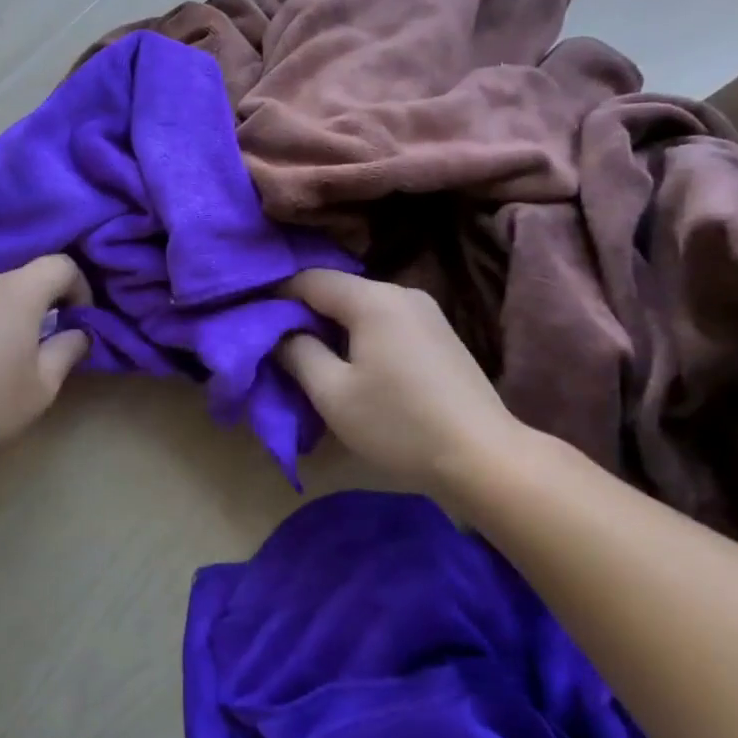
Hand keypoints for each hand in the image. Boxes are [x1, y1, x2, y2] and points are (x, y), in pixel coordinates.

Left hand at [0, 256, 93, 446]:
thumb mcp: (44, 383)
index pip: (61, 265)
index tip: (80, 320)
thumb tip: (79, 332)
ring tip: (8, 351)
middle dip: (44, 301)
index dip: (80, 288)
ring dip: (10, 311)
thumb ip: (68, 348)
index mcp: (19, 290)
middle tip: (47, 338)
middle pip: (26, 276)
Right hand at [280, 269, 527, 499]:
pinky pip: (385, 322)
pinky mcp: (440, 336)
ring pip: (362, 308)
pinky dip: (360, 335)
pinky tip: (353, 364)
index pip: (310, 279)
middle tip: (277, 342)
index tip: (253, 318)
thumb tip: (281, 332)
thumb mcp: (332, 393)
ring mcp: (427, 313)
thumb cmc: (399, 424)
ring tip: (310, 357)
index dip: (276, 294)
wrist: (484, 459)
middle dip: (304, 312)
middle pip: (338, 291)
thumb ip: (298, 353)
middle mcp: (402, 293)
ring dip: (332, 326)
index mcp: (373, 299)